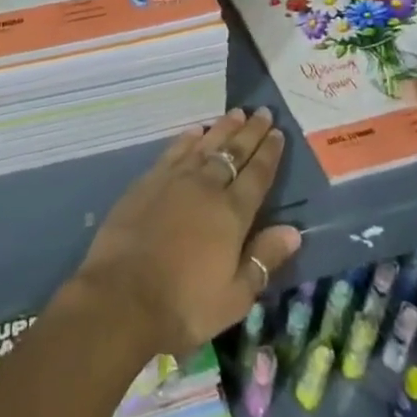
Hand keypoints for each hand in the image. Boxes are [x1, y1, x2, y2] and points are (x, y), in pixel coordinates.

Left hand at [70, 109, 300, 357]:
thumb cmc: (185, 304)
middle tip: (263, 111)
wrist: (123, 295)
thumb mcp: (234, 297)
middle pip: (233, 152)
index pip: (257, 176)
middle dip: (250, 132)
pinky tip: (195, 130)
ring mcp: (175, 180)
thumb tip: (293, 230)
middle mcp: (206, 187)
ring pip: (205, 145)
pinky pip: (174, 151)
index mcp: (232, 214)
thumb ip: (263, 259)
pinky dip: (188, 138)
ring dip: (223, 128)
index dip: (269, 153)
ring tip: (236, 113)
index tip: (278, 132)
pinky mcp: (149, 180)